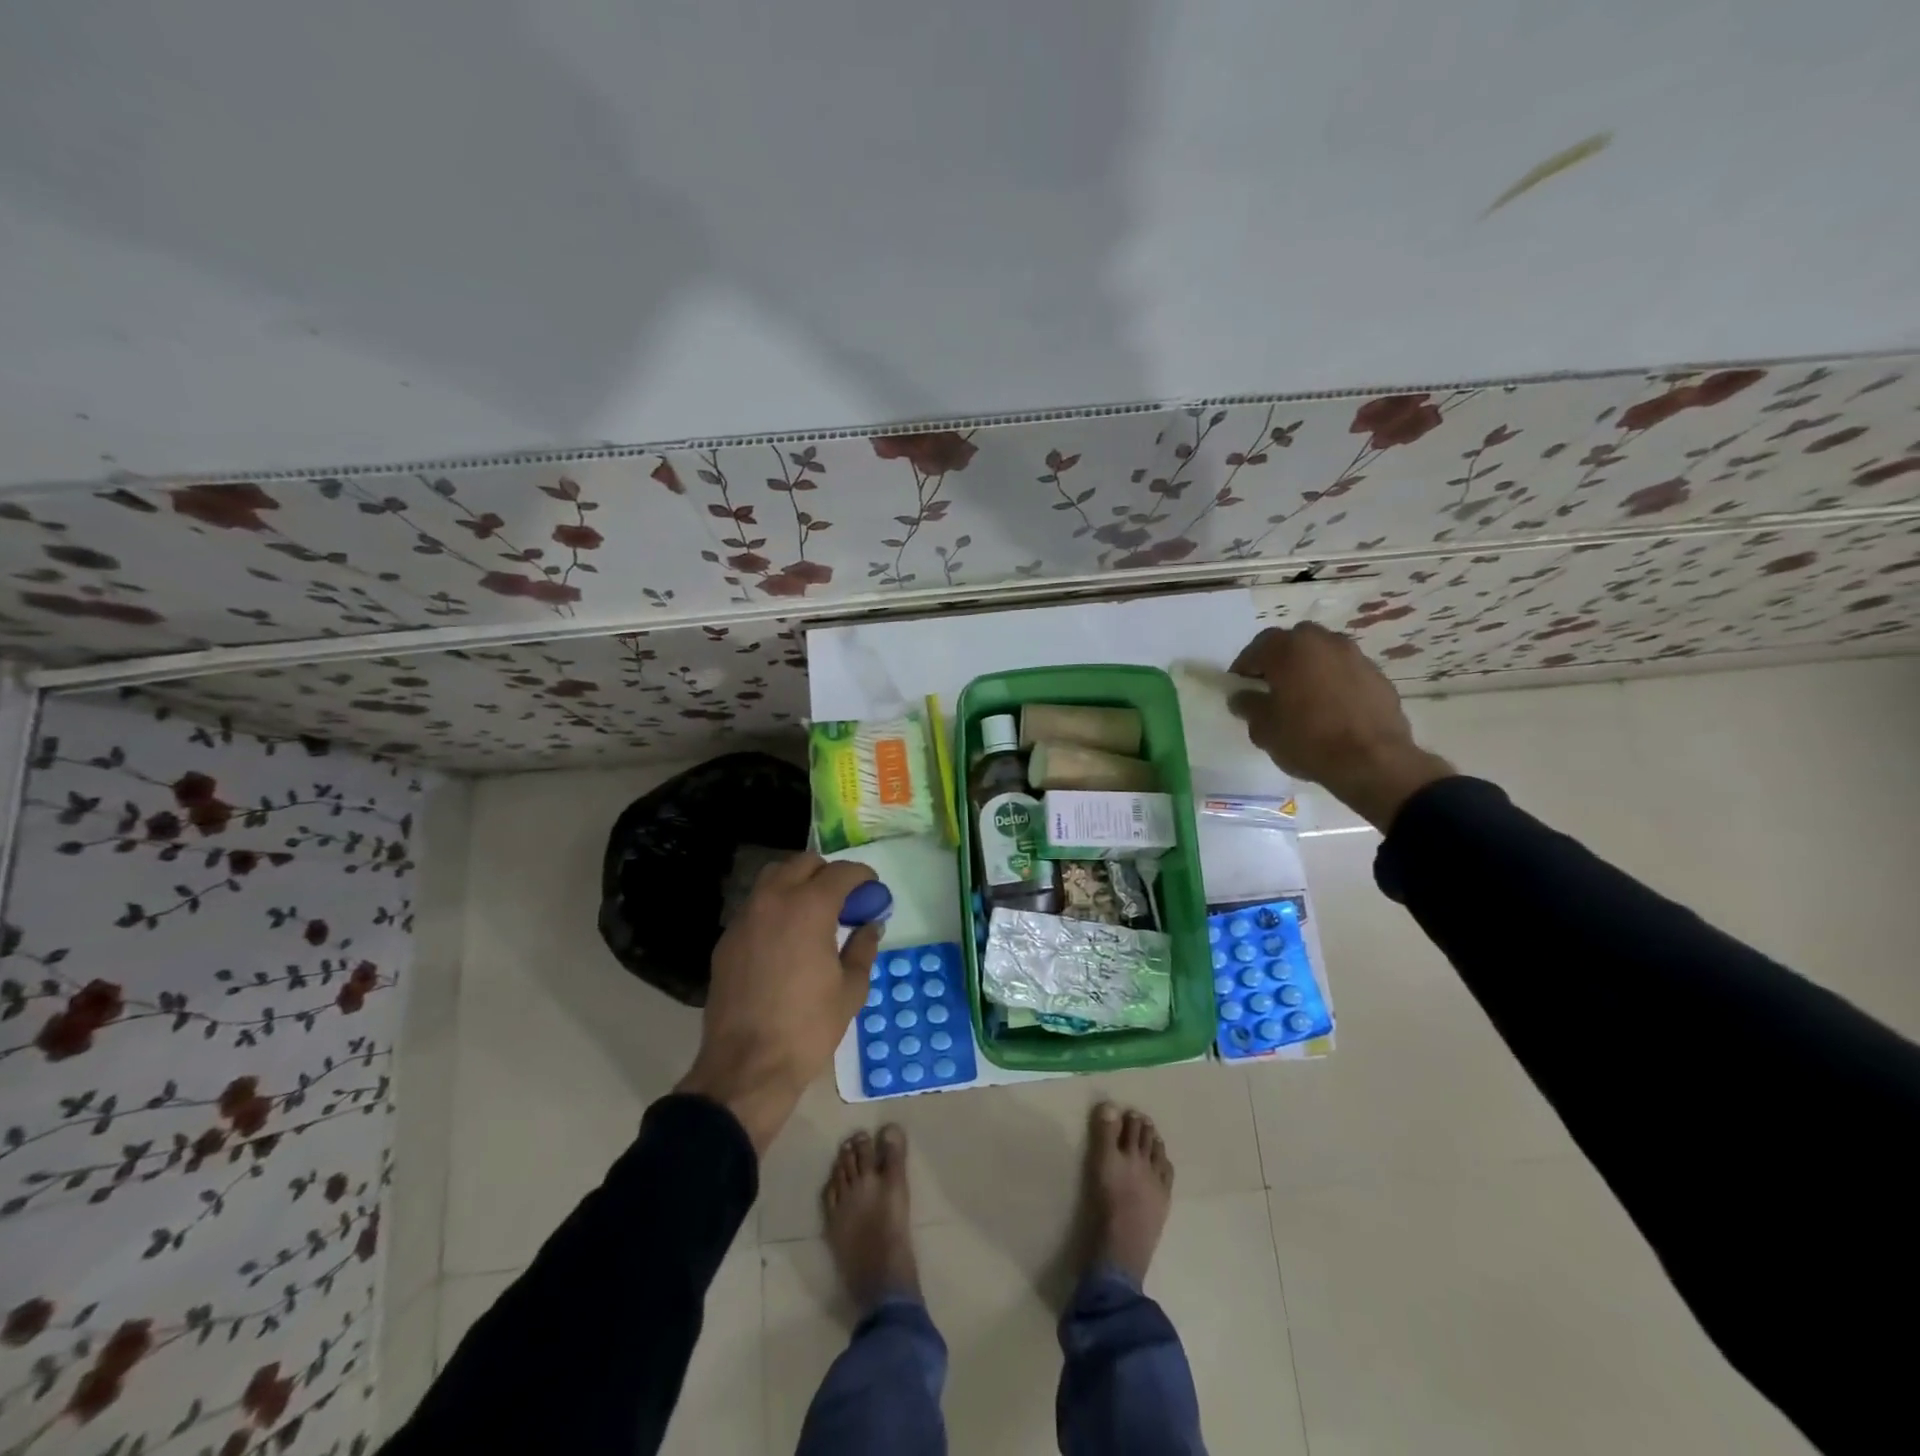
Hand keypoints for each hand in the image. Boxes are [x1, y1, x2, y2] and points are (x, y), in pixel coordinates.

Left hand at [676, 852, 882, 1151]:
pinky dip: (775, 907)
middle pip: (803, 863)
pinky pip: (755, 907)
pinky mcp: (726, 940)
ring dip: (797, 883)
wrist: (747, 1066)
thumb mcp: (851, 989)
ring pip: (773, 878)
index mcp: (809, 907)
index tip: (873, 891)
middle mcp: (773, 900)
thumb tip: (870, 925)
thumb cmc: (808, 1027)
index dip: (863, 877)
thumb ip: (863, 947)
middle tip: (844, 901)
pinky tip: (786, 939)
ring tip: (813, 913)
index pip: (841, 872)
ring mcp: (744, 918)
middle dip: (828, 874)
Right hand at [1228, 623, 1453, 828]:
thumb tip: (1242, 697)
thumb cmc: (1308, 739)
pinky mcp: (1377, 676)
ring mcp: (1355, 656)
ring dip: (1308, 669)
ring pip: (1322, 655)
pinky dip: (1333, 682)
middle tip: (1271, 688)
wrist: (1372, 761)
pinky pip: (1345, 672)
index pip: (1257, 647)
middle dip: (1279, 661)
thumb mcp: (1263, 728)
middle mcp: (1324, 642)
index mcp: (1289, 649)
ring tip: (1303, 699)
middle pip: (1293, 643)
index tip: (1239, 687)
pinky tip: (1330, 709)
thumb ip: (1248, 706)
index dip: (1244, 667)